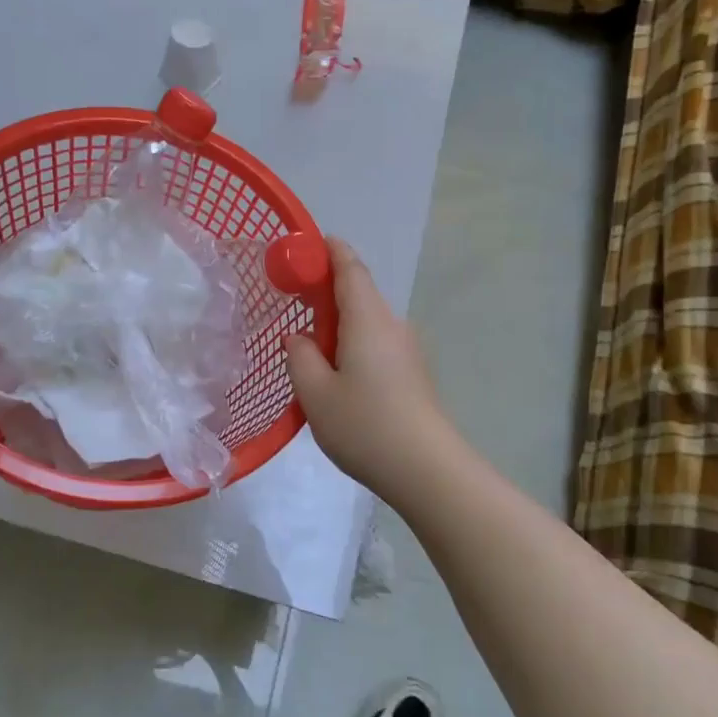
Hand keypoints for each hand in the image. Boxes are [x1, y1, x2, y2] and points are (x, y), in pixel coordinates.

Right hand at [286, 240, 456, 494]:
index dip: (328, 250)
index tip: (303, 247)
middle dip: (325, 291)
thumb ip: (299, 356)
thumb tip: (299, 337)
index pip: (349, 267)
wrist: (426, 469)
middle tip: (291, 303)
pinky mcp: (412, 373)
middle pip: (358, 293)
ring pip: (366, 322)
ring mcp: (407, 349)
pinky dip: (352, 345)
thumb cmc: (365, 425)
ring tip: (308, 349)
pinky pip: (376, 344)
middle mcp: (392, 325)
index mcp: (367, 318)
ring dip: (337, 324)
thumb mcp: (315, 393)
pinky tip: (336, 375)